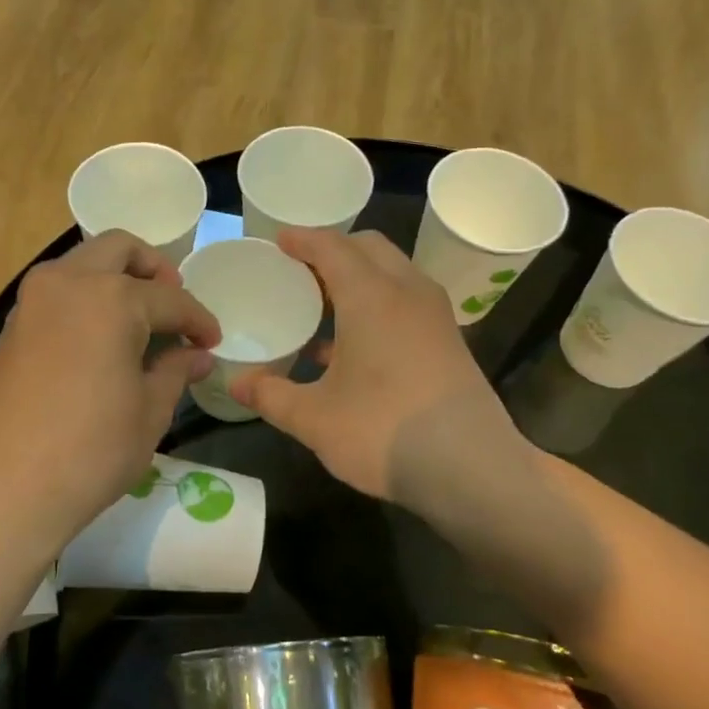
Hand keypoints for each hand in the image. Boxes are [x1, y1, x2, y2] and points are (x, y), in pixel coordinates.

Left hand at [0, 232, 220, 556]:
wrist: (3, 488)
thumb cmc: (91, 450)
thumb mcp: (150, 411)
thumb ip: (176, 370)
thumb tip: (197, 354)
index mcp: (112, 297)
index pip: (170, 298)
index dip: (198, 319)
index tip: (212, 341)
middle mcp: (68, 283)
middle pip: (118, 248)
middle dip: (153, 269)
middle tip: (171, 306)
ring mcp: (31, 302)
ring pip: (81, 264)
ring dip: (113, 278)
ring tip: (137, 322)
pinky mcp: (9, 327)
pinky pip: (56, 293)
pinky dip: (84, 300)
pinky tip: (99, 341)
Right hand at [230, 229, 506, 502]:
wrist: (471, 468)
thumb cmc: (383, 431)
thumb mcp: (314, 418)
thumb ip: (272, 396)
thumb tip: (237, 385)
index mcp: (371, 296)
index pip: (332, 247)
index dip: (302, 239)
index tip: (277, 240)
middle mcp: (407, 292)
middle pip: (369, 248)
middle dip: (334, 250)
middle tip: (300, 270)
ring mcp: (435, 316)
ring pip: (393, 273)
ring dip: (359, 277)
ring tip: (324, 305)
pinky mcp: (450, 341)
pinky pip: (407, 301)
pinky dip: (379, 303)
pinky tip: (354, 346)